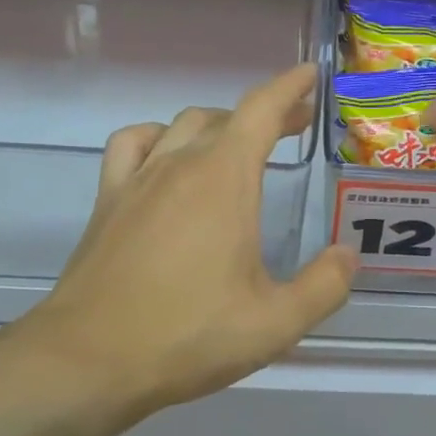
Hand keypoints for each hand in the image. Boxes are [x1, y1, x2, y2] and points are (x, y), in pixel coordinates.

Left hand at [6, 64, 355, 416]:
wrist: (88, 361)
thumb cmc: (188, 336)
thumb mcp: (275, 323)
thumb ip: (324, 286)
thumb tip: (348, 256)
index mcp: (224, 179)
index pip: (262, 110)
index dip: (290, 87)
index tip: (311, 74)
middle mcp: (179, 164)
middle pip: (226, 116)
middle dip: (266, 114)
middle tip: (293, 127)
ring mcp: (138, 179)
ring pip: (181, 126)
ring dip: (217, 125)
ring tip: (237, 145)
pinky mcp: (108, 201)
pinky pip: (133, 144)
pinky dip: (157, 137)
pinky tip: (166, 157)